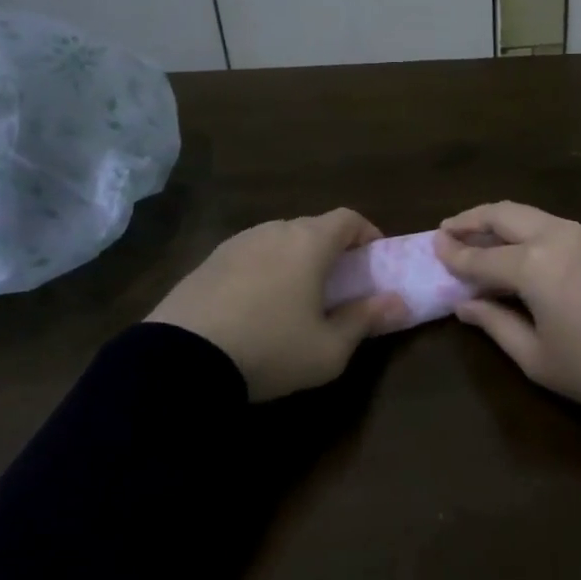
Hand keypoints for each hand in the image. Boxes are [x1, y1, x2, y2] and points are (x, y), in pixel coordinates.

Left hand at [149, 209, 406, 401]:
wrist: (180, 361)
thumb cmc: (270, 349)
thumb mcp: (329, 349)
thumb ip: (366, 320)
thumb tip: (399, 302)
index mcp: (309, 242)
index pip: (348, 218)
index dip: (366, 233)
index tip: (373, 259)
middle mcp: (274, 230)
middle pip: (312, 227)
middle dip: (331, 249)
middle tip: (337, 283)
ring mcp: (237, 243)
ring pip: (278, 240)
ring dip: (294, 258)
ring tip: (295, 296)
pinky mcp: (207, 261)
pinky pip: (248, 255)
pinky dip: (263, 269)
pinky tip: (255, 305)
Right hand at [434, 203, 580, 412]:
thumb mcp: (537, 357)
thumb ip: (495, 324)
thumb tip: (465, 305)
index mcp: (533, 265)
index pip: (481, 256)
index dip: (453, 253)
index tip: (432, 246)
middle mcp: (556, 236)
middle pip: (504, 215)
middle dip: (472, 218)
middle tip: (449, 228)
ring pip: (532, 214)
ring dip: (502, 220)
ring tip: (483, 234)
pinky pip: (557, 225)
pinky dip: (531, 230)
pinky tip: (525, 247)